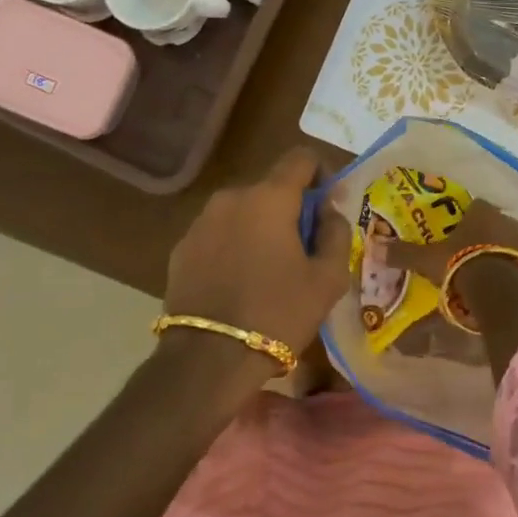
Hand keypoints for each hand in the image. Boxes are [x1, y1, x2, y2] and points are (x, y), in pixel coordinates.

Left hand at [163, 148, 353, 365]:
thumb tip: (329, 211)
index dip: (322, 173)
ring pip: (243, 211)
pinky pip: (219, 234)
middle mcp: (231, 198)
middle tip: (306, 249)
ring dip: (261, 228)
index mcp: (269, 197)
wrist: (208, 359)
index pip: (301, 158)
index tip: (328, 206)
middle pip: (271, 187)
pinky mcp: (181, 248)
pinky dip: (234, 246)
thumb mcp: (328, 278)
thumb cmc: (278, 313)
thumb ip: (336, 233)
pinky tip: (240, 283)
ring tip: (271, 270)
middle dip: (292, 209)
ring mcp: (201, 222)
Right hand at [380, 201, 517, 283]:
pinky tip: (496, 280)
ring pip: (506, 241)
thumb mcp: (427, 259)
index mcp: (481, 212)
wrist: (497, 290)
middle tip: (466, 248)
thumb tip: (375, 246)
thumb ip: (403, 253)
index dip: (463, 215)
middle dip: (480, 233)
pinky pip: (516, 261)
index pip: (474, 205)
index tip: (453, 228)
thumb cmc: (460, 264)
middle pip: (492, 222)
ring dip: (496, 250)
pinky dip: (507, 267)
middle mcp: (505, 221)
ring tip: (480, 266)